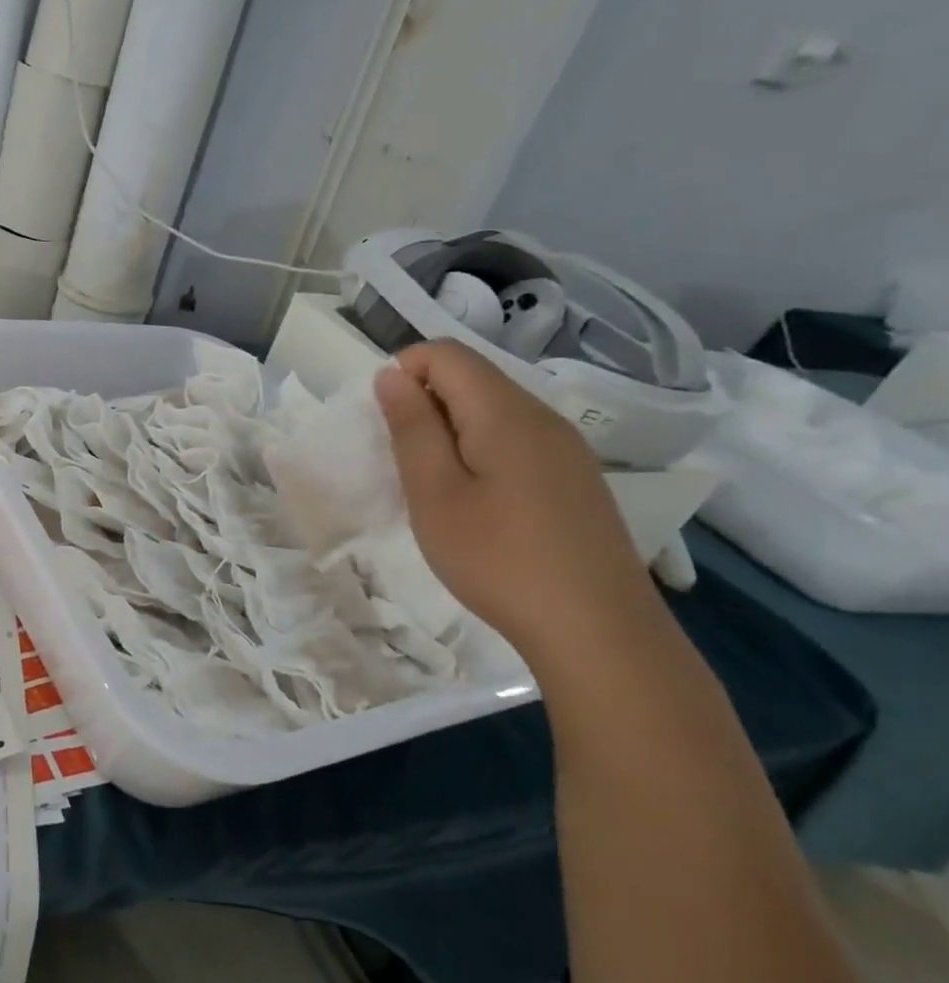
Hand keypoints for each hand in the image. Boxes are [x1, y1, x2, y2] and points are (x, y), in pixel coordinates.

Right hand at [374, 341, 662, 658]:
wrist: (596, 629)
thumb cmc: (497, 558)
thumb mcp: (434, 493)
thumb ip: (411, 428)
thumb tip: (392, 374)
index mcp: (505, 412)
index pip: (445, 354)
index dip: (403, 373)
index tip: (387, 427)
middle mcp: (542, 416)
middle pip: (471, 377)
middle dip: (424, 404)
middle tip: (405, 465)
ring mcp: (565, 448)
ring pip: (492, 410)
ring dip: (450, 431)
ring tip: (436, 488)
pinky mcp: (574, 477)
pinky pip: (515, 439)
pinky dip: (479, 452)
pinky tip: (477, 503)